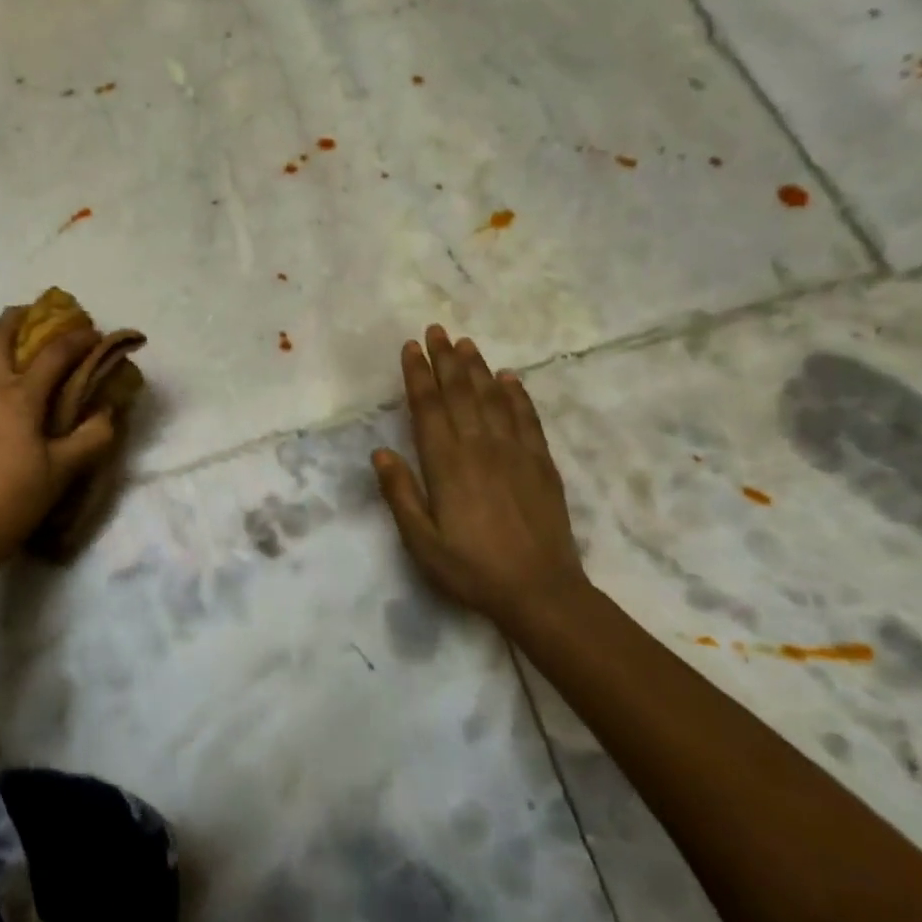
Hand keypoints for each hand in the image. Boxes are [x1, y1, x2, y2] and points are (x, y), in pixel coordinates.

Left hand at [0, 306, 117, 562]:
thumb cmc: (19, 496)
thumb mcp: (66, 468)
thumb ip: (93, 435)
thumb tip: (107, 411)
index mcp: (18, 396)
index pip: (53, 353)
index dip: (77, 339)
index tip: (92, 333)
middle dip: (17, 318)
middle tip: (33, 317)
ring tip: (6, 356)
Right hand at [372, 325, 588, 624]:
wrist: (540, 592)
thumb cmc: (471, 569)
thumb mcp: (422, 542)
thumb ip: (400, 494)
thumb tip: (380, 453)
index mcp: (446, 465)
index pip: (428, 408)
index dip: (418, 375)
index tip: (410, 348)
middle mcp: (479, 448)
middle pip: (460, 393)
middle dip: (445, 360)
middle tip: (437, 330)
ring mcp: (515, 453)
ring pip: (493, 399)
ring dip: (477, 368)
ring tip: (466, 343)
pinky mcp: (541, 464)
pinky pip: (527, 419)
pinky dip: (518, 395)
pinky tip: (510, 378)